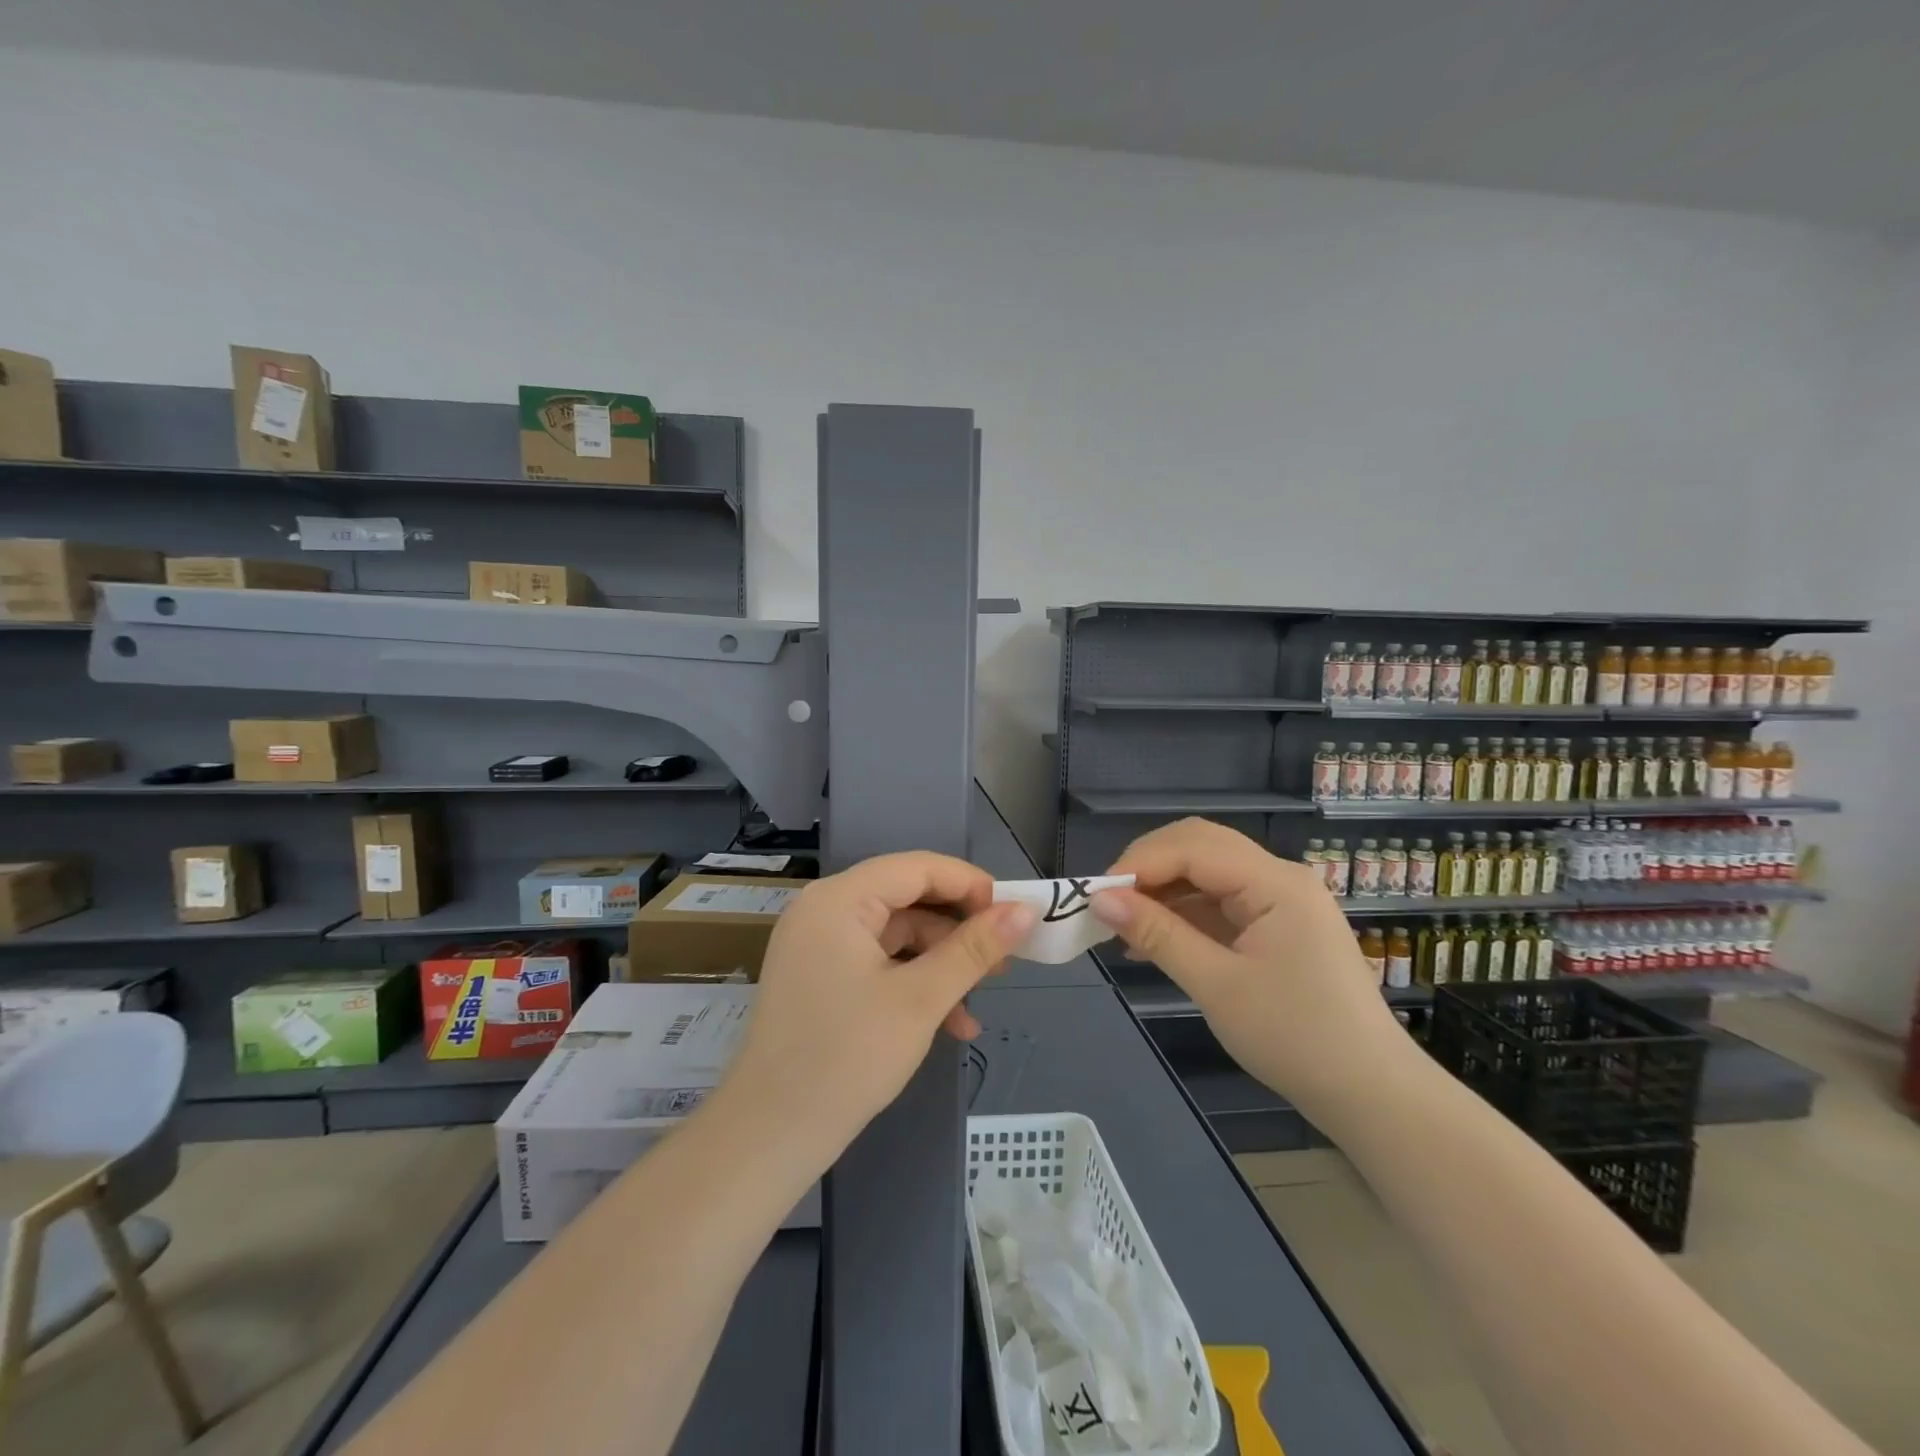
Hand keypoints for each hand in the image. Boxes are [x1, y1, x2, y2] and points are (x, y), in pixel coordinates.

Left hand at [721, 852, 1037, 1167]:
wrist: (770, 1136)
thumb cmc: (847, 1058)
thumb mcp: (921, 1000)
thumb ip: (974, 949)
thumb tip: (1025, 911)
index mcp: (839, 899)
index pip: (917, 868)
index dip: (969, 885)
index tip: (1013, 915)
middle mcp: (824, 909)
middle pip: (907, 899)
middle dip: (958, 931)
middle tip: (1004, 960)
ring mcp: (818, 944)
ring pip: (896, 935)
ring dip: (940, 964)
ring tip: (979, 1002)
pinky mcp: (820, 976)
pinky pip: (877, 962)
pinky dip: (912, 983)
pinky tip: (949, 1023)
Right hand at [1091, 818, 1409, 1122]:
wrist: (1371, 1094)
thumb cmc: (1296, 1038)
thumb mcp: (1217, 986)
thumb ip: (1158, 934)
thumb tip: (1099, 900)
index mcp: (1275, 882)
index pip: (1192, 846)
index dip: (1139, 863)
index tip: (1096, 895)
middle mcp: (1280, 877)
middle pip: (1200, 846)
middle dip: (1149, 868)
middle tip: (1108, 902)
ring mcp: (1281, 900)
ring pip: (1208, 872)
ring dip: (1164, 891)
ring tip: (1122, 925)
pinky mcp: (1278, 925)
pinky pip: (1221, 902)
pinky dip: (1185, 914)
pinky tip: (1154, 941)